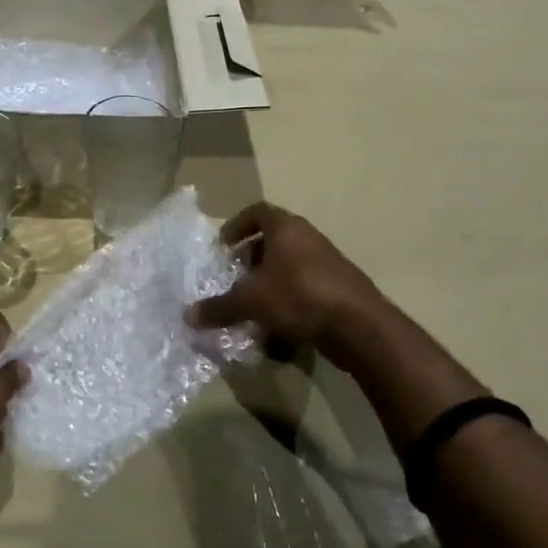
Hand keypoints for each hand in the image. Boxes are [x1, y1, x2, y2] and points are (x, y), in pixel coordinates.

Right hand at [187, 202, 386, 357]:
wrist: (360, 326)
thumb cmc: (299, 297)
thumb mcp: (251, 302)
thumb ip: (219, 307)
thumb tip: (187, 316)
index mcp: (286, 229)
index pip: (257, 211)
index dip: (236, 226)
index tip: (222, 247)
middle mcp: (308, 239)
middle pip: (272, 242)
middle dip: (250, 262)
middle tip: (234, 281)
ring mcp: (326, 264)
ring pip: (287, 270)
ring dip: (267, 288)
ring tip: (250, 311)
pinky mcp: (338, 290)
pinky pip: (303, 292)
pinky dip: (286, 307)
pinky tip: (276, 336)